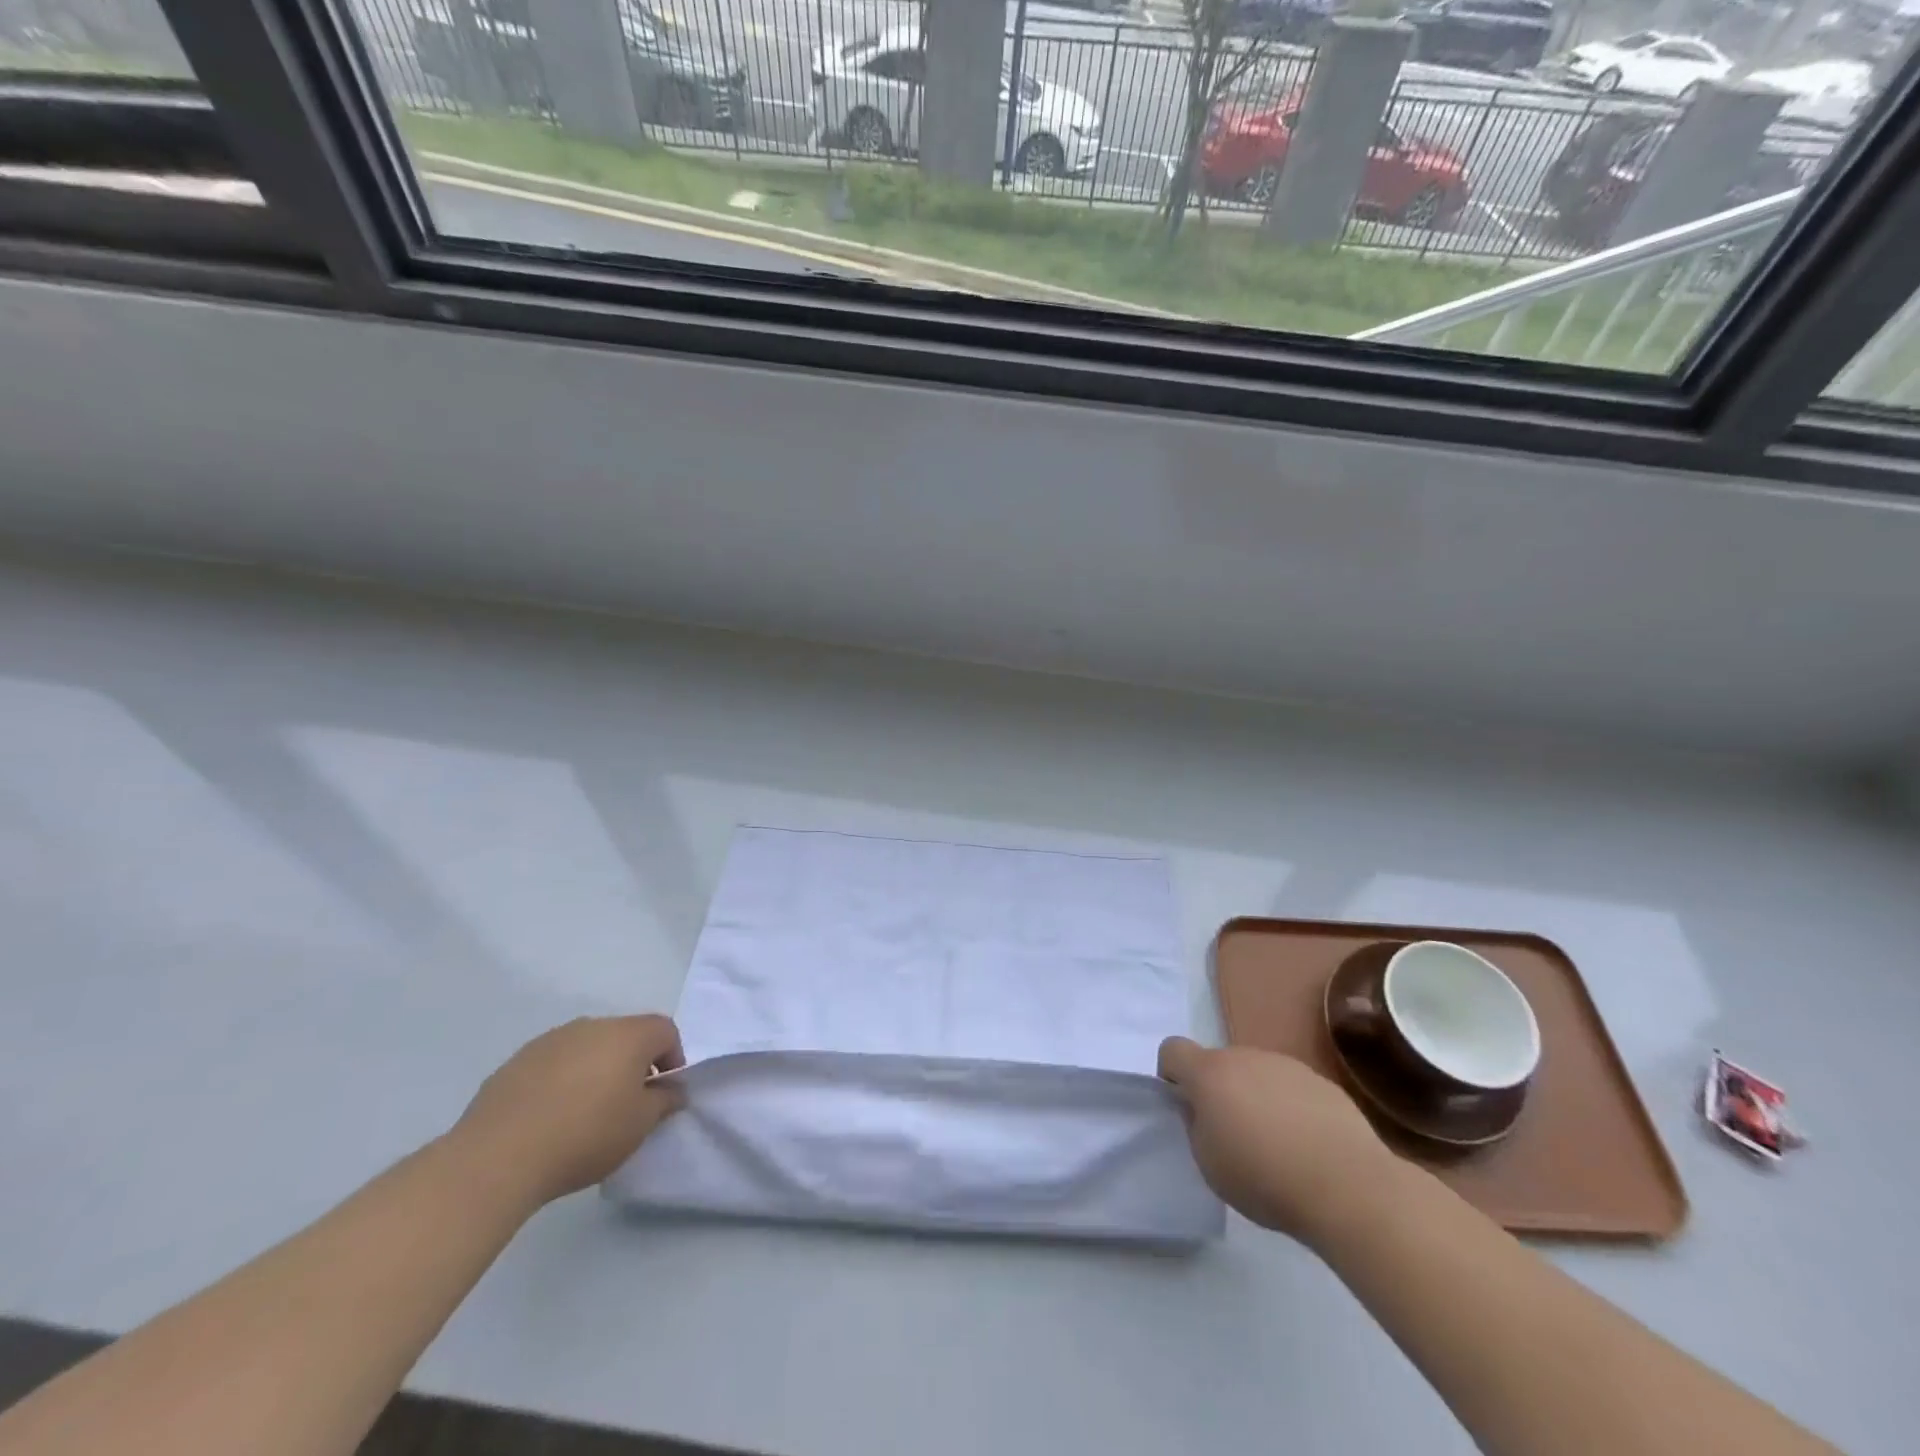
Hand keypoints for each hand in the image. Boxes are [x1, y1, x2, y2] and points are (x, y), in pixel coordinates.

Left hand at [452, 1015, 686, 1207]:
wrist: (497, 1157)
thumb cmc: (585, 1135)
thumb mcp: (640, 1125)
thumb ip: (664, 1101)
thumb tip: (672, 1089)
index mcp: (628, 1035)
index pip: (665, 1030)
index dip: (673, 1058)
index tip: (663, 1093)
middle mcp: (591, 1025)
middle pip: (625, 1035)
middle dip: (633, 1063)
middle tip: (627, 1104)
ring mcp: (550, 1040)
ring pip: (587, 1047)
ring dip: (596, 1069)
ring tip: (585, 1112)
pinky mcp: (516, 1061)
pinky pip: (554, 1063)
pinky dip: (561, 1080)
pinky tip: (550, 1117)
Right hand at [1158, 1038, 1395, 1242]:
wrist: (1348, 1186)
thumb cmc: (1265, 1177)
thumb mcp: (1209, 1164)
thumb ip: (1195, 1127)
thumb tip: (1201, 1109)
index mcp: (1210, 1072)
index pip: (1172, 1049)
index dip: (1172, 1074)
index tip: (1185, 1107)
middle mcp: (1245, 1056)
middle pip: (1219, 1063)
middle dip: (1219, 1091)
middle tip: (1232, 1136)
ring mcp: (1285, 1065)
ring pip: (1256, 1074)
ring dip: (1255, 1098)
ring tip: (1276, 1145)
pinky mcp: (1321, 1081)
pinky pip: (1290, 1087)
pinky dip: (1289, 1107)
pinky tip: (1308, 1146)